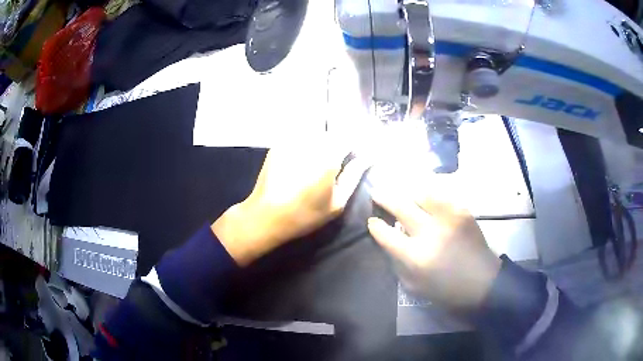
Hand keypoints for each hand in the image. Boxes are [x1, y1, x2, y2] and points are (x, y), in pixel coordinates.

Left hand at [213, 140, 366, 265]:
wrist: (265, 216)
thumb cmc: (305, 215)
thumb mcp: (336, 203)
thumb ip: (353, 176)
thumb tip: (367, 158)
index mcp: (328, 157)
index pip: (349, 138)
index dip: (354, 144)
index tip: (355, 154)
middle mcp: (311, 143)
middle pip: (332, 133)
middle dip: (337, 143)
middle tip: (336, 162)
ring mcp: (293, 141)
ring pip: (316, 132)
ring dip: (322, 141)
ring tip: (316, 164)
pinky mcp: (280, 144)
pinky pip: (300, 136)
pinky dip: (306, 143)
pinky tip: (301, 162)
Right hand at [368, 187, 500, 311]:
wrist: (482, 281)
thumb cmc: (446, 290)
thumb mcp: (414, 285)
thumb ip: (398, 263)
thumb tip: (389, 241)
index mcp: (415, 256)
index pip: (385, 233)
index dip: (375, 225)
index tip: (372, 221)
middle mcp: (429, 232)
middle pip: (400, 206)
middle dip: (384, 197)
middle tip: (377, 193)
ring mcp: (447, 218)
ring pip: (420, 194)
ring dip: (408, 194)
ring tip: (405, 195)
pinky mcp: (462, 211)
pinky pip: (440, 196)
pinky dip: (429, 196)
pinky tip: (427, 199)